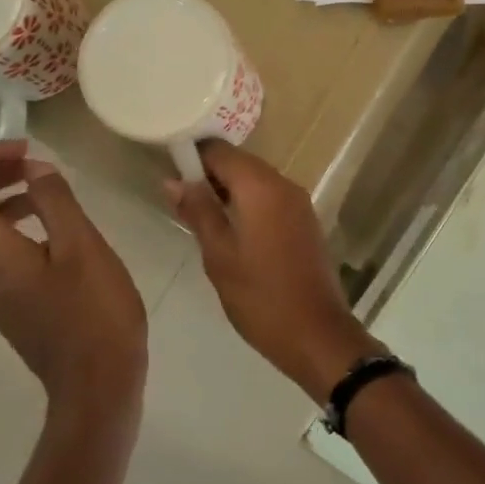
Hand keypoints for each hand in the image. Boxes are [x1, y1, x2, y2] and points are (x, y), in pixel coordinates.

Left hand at [0, 142, 147, 420]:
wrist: (95, 380)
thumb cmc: (94, 311)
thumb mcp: (82, 246)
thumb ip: (55, 201)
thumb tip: (35, 167)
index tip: (27, 149)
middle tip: (23, 163)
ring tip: (37, 185)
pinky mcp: (0, 299)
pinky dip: (0, 222)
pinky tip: (43, 222)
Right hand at [166, 141, 372, 400]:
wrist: (316, 333)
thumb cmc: (260, 296)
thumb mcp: (219, 255)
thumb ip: (198, 211)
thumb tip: (173, 179)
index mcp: (261, 187)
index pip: (220, 150)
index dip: (192, 156)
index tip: (168, 171)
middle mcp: (284, 184)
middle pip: (240, 163)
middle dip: (209, 174)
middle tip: (179, 199)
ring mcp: (299, 203)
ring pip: (256, 181)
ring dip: (228, 191)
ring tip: (198, 216)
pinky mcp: (305, 221)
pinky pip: (270, 199)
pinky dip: (248, 204)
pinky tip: (229, 230)